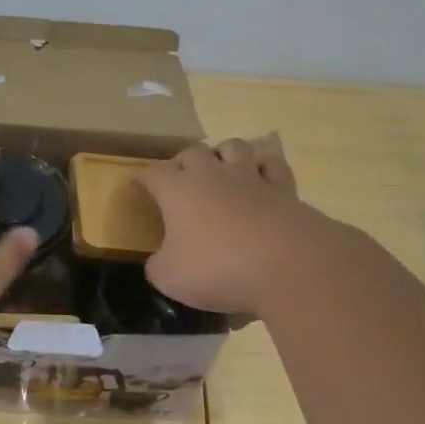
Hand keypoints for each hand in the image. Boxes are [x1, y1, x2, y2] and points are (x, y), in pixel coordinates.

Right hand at [136, 137, 337, 313]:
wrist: (288, 265)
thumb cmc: (217, 268)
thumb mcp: (169, 277)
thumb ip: (158, 265)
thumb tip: (161, 260)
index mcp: (177, 190)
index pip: (151, 174)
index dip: (141, 178)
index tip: (136, 184)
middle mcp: (212, 175)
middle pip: (192, 152)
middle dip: (182, 162)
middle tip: (180, 178)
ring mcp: (251, 178)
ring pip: (234, 147)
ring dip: (223, 154)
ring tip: (221, 170)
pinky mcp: (285, 190)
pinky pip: (272, 166)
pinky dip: (264, 169)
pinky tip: (262, 180)